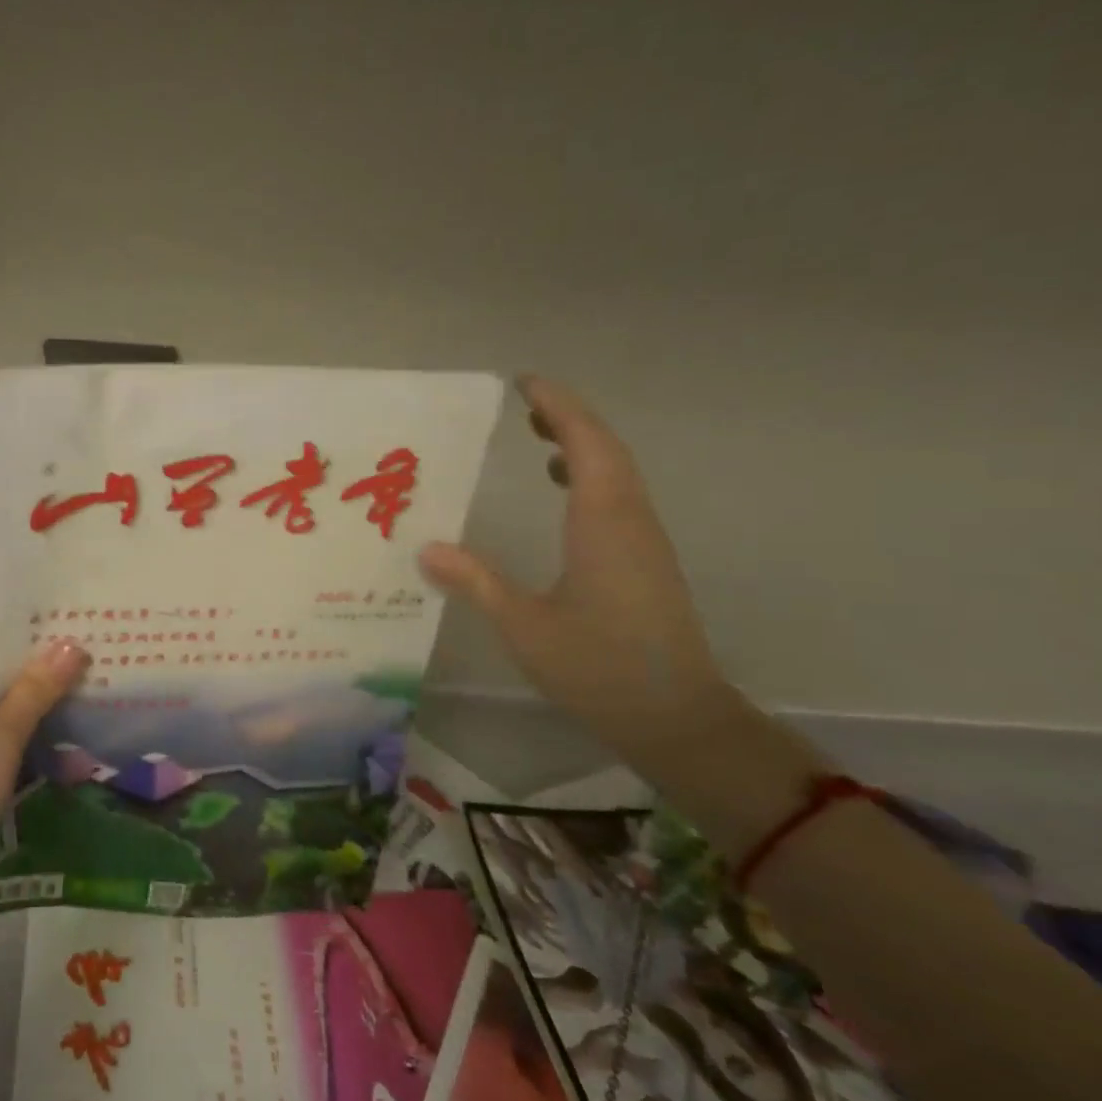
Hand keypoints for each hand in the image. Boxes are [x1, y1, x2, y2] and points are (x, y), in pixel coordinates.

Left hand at [0, 638, 88, 889]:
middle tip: (88, 661)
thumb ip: (36, 689)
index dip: (34, 635)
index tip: (77, 633)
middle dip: (37, 666)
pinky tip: (51, 722)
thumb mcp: (1, 739)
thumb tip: (73, 644)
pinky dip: (14, 719)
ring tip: (80, 687)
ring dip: (29, 695)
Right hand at [420, 376, 737, 761]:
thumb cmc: (599, 668)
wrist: (676, 718)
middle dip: (567, 417)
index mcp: (604, 524)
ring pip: (617, 472)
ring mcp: (643, 541)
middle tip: (524, 400)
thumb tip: (425, 547)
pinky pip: (618, 497)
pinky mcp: (644, 560)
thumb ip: (476, 582)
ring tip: (537, 432)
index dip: (558, 407)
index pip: (587, 444)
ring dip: (581, 442)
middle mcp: (630, 520)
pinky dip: (590, 474)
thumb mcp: (525, 626)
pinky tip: (562, 488)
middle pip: (606, 449)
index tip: (524, 382)